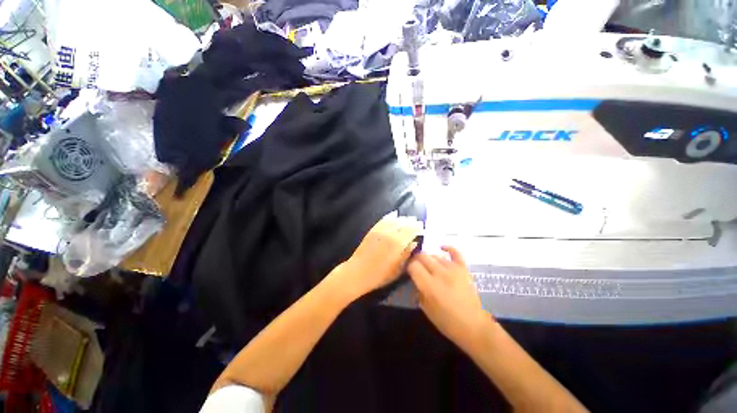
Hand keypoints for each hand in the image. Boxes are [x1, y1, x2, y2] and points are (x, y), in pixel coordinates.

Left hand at [331, 211, 421, 299]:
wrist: (358, 272)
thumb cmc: (380, 275)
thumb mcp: (397, 268)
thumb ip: (407, 254)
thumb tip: (414, 243)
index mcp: (398, 243)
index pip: (411, 230)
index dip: (418, 227)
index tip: (422, 227)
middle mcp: (390, 234)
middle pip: (403, 223)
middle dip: (411, 222)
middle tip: (417, 222)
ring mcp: (380, 231)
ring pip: (394, 220)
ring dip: (402, 218)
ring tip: (407, 219)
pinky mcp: (372, 230)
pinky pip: (383, 220)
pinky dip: (389, 217)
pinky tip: (394, 215)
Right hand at [408, 246, 490, 350]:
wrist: (473, 326)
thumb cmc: (446, 321)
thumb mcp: (425, 308)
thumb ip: (418, 288)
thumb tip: (414, 276)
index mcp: (429, 285)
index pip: (413, 265)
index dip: (408, 266)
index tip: (408, 270)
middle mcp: (440, 273)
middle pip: (422, 257)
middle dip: (416, 260)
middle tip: (415, 267)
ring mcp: (453, 269)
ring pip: (435, 255)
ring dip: (428, 258)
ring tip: (427, 265)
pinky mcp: (463, 269)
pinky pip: (455, 252)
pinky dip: (448, 248)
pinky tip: (441, 247)